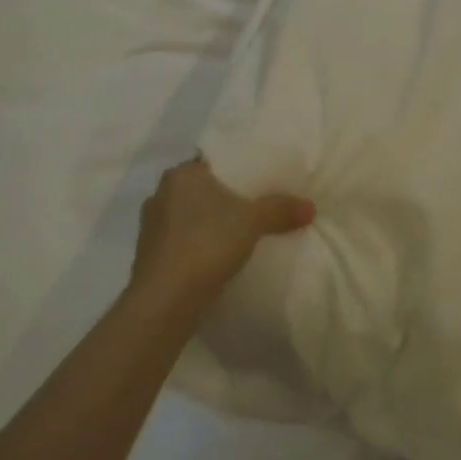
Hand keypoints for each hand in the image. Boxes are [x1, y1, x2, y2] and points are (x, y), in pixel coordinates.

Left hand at [127, 156, 314, 311]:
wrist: (166, 298)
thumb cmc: (207, 243)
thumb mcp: (253, 221)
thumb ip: (281, 209)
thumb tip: (311, 207)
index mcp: (181, 174)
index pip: (212, 161)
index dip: (237, 169)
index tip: (259, 179)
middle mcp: (160, 193)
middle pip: (201, 189)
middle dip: (225, 197)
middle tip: (255, 205)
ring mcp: (151, 226)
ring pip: (189, 216)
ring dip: (209, 223)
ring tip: (238, 232)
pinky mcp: (150, 256)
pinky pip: (181, 241)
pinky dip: (198, 245)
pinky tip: (217, 256)